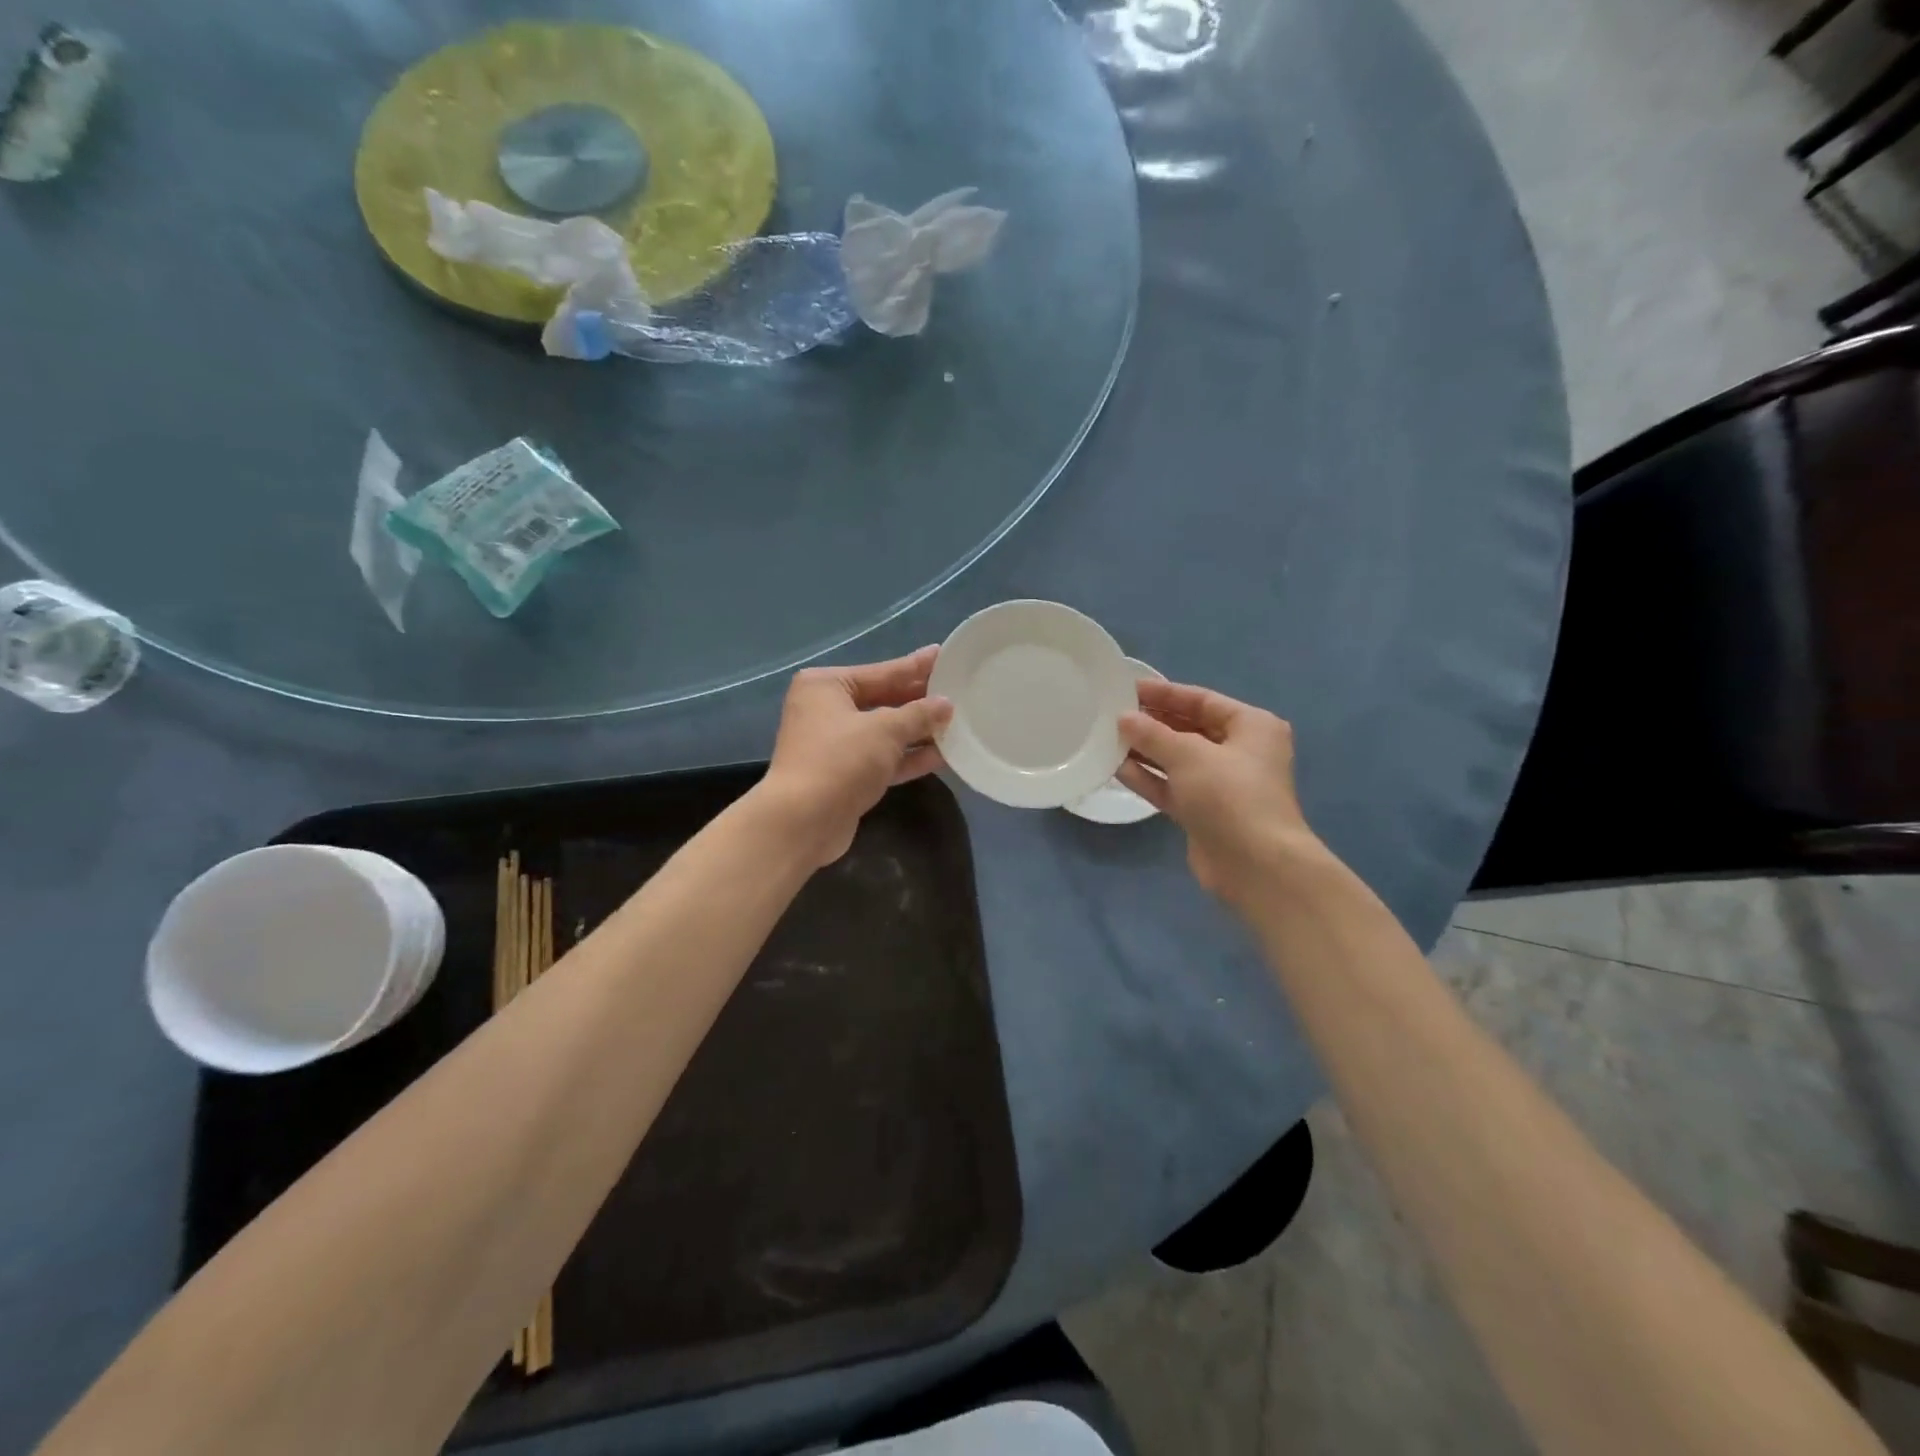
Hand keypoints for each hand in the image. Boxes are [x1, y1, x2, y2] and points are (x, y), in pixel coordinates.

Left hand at [762, 646, 953, 868]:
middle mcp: (826, 710)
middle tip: (958, 691)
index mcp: (826, 686)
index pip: (881, 671)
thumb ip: (919, 714)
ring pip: (884, 732)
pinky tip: (942, 755)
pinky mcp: (845, 776)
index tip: (943, 655)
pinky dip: (908, 757)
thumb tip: (945, 705)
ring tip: (958, 722)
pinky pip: (883, 759)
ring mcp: (834, 745)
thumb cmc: (840, 760)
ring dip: (918, 731)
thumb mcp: (885, 730)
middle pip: (882, 700)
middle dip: (919, 700)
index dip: (915, 666)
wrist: (802, 822)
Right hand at [1117, 680, 1327, 902]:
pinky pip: (1172, 787)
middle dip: (1152, 722)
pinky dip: (1148, 778)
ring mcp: (1221, 785)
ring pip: (1177, 760)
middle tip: (1112, 713)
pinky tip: (1116, 768)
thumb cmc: (1230, 796)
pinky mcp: (1204, 812)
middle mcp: (1240, 752)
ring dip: (1145, 750)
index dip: (1164, 693)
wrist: (1255, 866)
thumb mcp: (1189, 755)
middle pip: (1189, 729)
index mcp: (1251, 726)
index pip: (1202, 700)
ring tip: (1107, 738)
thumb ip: (1153, 734)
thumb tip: (1124, 718)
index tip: (1128, 688)